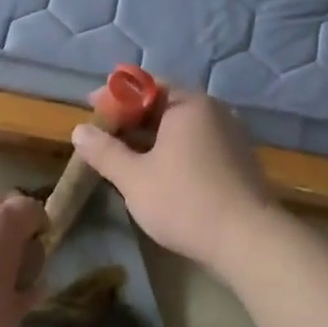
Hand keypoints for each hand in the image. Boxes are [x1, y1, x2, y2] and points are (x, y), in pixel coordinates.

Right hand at [68, 88, 278, 269]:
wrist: (248, 240)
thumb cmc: (185, 201)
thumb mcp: (134, 178)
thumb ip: (104, 151)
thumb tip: (79, 130)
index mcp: (188, 104)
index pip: (143, 86)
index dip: (113, 96)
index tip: (89, 108)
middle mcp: (213, 110)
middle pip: (163, 104)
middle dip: (130, 118)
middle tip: (103, 135)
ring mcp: (230, 134)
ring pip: (180, 126)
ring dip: (150, 136)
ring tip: (123, 155)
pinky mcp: (238, 159)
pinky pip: (197, 143)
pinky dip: (172, 149)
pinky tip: (157, 171)